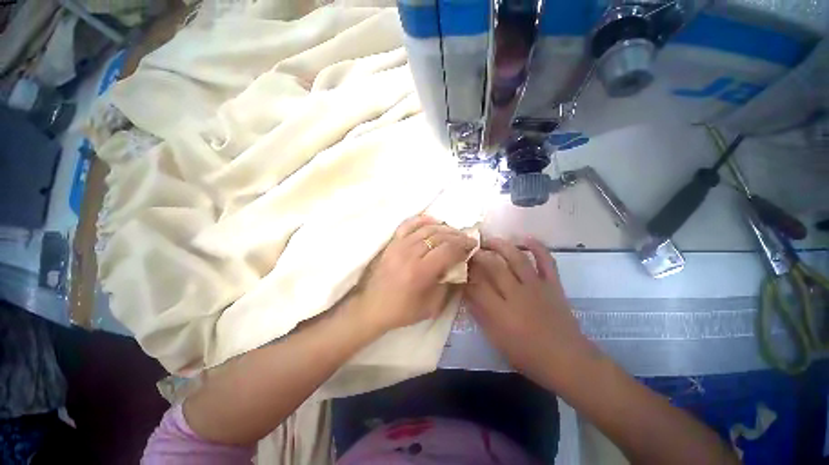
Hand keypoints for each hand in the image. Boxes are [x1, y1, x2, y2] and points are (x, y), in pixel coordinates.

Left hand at [351, 215, 476, 333]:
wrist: (371, 307)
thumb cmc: (402, 311)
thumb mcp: (431, 306)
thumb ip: (447, 284)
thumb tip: (458, 266)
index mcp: (420, 272)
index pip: (447, 250)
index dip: (463, 245)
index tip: (472, 245)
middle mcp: (409, 254)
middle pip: (438, 237)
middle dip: (457, 236)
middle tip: (466, 238)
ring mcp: (398, 246)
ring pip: (426, 229)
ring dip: (443, 228)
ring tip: (453, 232)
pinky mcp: (391, 243)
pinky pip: (408, 225)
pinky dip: (422, 220)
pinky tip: (433, 221)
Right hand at [464, 237, 594, 384]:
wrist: (566, 360)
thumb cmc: (527, 354)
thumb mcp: (496, 339)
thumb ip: (479, 314)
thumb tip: (467, 293)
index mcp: (500, 311)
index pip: (476, 285)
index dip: (465, 273)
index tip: (459, 265)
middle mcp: (516, 294)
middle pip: (493, 266)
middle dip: (478, 254)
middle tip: (470, 248)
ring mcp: (536, 287)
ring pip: (516, 258)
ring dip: (501, 245)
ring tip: (489, 240)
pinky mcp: (553, 284)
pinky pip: (547, 261)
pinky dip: (538, 247)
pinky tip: (526, 238)